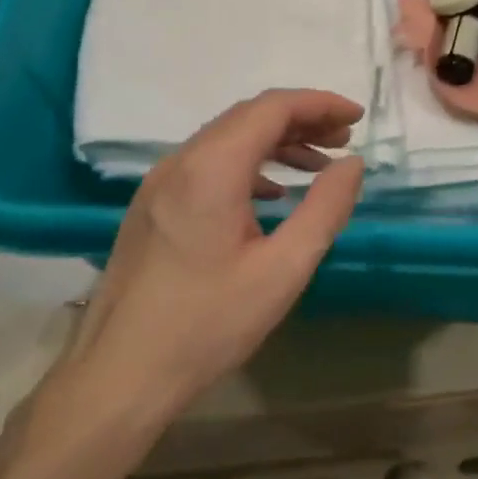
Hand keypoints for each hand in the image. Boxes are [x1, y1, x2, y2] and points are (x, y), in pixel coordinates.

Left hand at [10, 90, 364, 478]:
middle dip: (301, 120)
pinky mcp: (151, 208)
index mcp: (211, 169)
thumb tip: (352, 164)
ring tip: (318, 165)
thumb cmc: (208, 325)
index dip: (319, 104)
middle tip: (345, 140)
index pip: (271, 108)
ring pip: (225, 140)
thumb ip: (325, 209)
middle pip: (247, 117)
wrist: (119, 374)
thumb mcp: (283, 270)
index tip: (358, 117)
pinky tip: (272, 194)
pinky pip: (206, 166)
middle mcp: (179, 163)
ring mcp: (158, 184)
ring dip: (275, 143)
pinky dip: (248, 166)